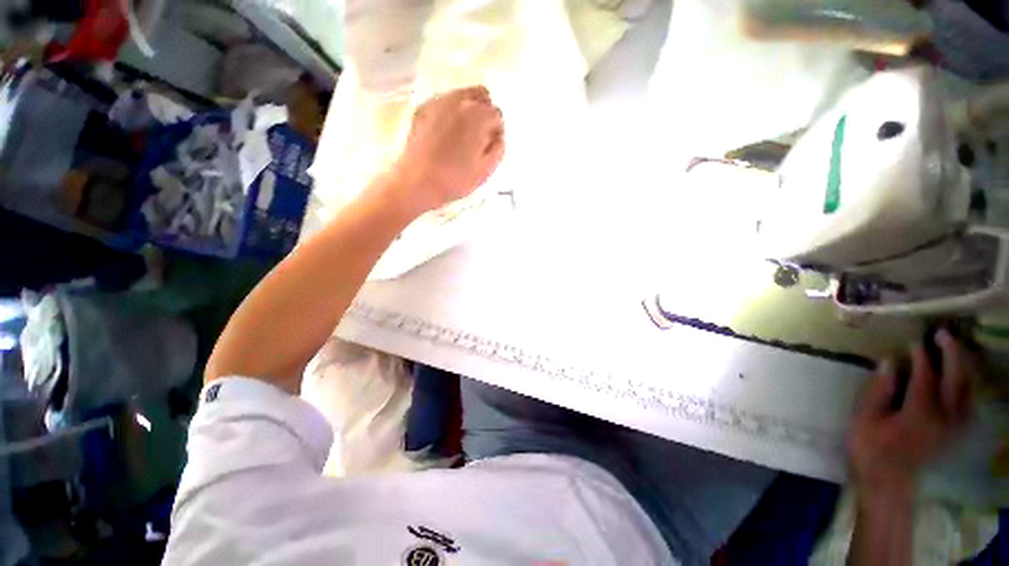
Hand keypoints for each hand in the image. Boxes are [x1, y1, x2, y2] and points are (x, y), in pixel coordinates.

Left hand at [388, 85, 504, 214]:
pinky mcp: (422, 109)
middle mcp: (458, 100)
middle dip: (484, 112)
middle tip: (478, 136)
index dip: (496, 132)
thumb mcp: (485, 170)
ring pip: (461, 96)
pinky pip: (443, 103)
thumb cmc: (455, 180)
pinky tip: (444, 135)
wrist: (417, 182)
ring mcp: (438, 102)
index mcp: (478, 115)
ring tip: (461, 136)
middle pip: (481, 94)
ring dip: (467, 111)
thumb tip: (498, 137)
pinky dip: (449, 113)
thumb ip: (498, 149)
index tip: (489, 146)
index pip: (497, 115)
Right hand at [848, 329, 973, 498]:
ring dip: (964, 366)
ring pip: (969, 390)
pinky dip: (968, 385)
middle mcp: (944, 417)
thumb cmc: (870, 447)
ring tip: (955, 350)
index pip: (925, 376)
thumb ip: (879, 389)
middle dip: (952, 354)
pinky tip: (962, 377)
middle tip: (943, 334)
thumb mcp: (865, 418)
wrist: (888, 481)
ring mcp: (954, 426)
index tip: (915, 340)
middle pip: (956, 379)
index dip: (921, 356)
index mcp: (919, 413)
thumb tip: (889, 362)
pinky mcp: (956, 432)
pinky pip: (969, 402)